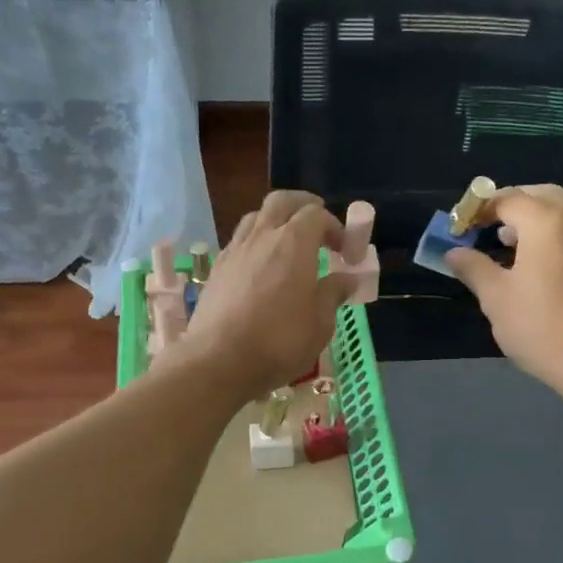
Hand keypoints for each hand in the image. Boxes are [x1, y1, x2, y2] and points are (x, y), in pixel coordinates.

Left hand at [182, 191, 352, 402]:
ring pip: (255, 218)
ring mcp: (234, 251)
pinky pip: (239, 242)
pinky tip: (261, 269)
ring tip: (287, 245)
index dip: (335, 226)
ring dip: (275, 222)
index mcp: (294, 243)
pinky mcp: (216, 270)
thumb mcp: (320, 323)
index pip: (316, 214)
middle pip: (281, 202)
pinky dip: (255, 244)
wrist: (218, 361)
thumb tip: (346, 279)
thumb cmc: (279, 341)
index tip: (345, 251)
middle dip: (302, 206)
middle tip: (317, 226)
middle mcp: (262, 236)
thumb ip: (333, 294)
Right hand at [445, 184, 562, 393]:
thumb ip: (473, 267)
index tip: (458, 227)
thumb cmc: (537, 324)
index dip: (478, 209)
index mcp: (544, 223)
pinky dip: (545, 237)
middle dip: (510, 203)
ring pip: (557, 215)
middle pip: (540, 195)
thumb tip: (453, 252)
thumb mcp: (495, 296)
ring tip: (502, 244)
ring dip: (529, 220)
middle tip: (486, 224)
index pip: (507, 198)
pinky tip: (527, 267)